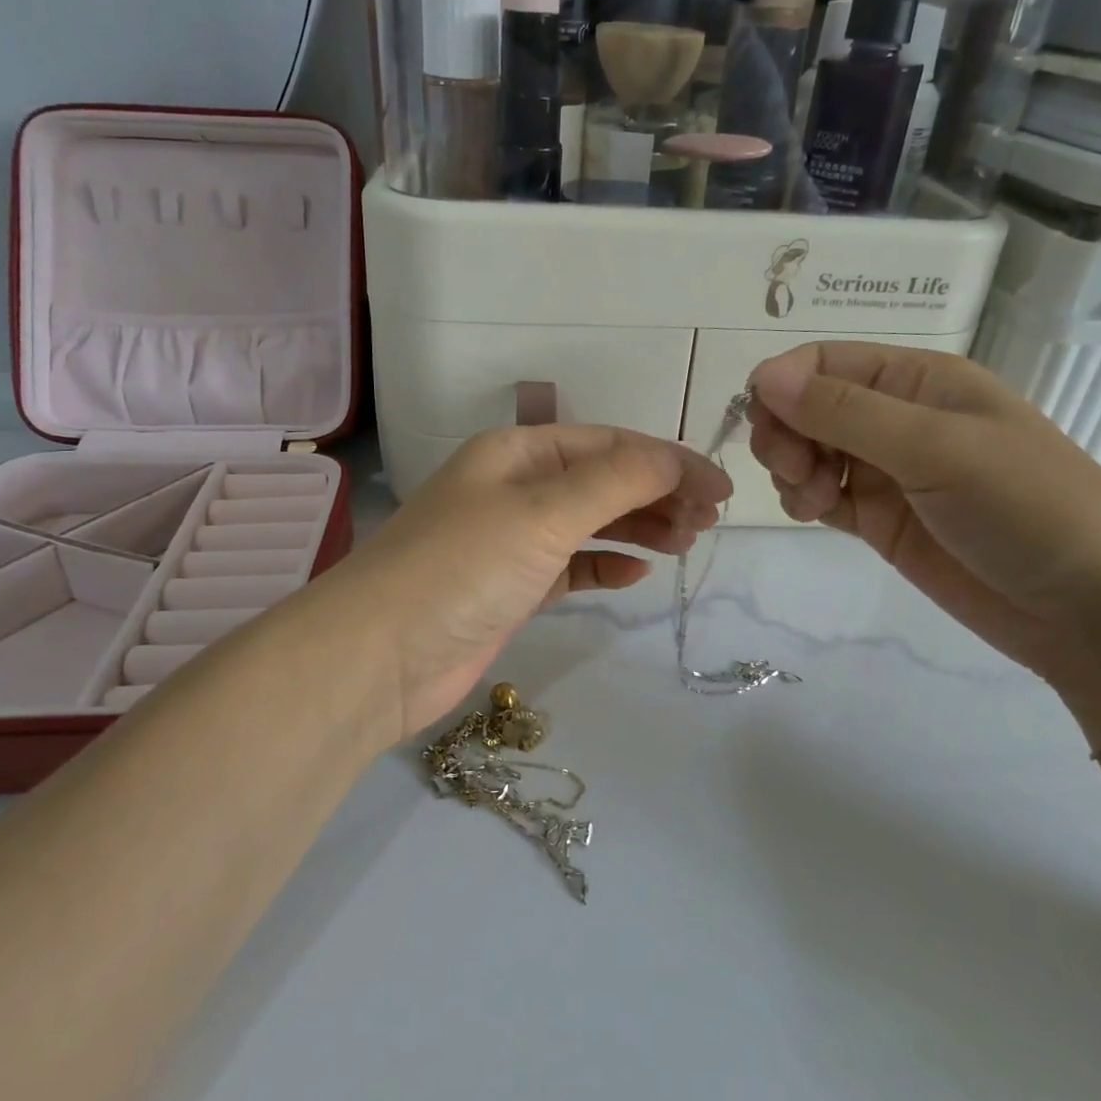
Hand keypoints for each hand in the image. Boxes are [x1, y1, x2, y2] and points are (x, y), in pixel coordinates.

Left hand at [326, 426, 730, 737]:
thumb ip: (615, 481)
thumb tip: (676, 459)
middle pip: (602, 480)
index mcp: (517, 452)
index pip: (608, 444)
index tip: (719, 487)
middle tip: (709, 521)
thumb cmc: (463, 566)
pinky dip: (604, 563)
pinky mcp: (511, 588)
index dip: (668, 460)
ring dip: (639, 527)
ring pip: (590, 522)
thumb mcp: (543, 512)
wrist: (381, 656)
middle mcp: (514, 488)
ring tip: (686, 542)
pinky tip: (637, 571)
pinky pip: (570, 565)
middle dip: (657, 493)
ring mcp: (511, 540)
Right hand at [749, 344, 1100, 729]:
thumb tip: (762, 375)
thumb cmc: (1029, 509)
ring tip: (813, 501)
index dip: (782, 386)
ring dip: (790, 469)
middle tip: (795, 471)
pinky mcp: (879, 518)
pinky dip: (801, 498)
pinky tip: (813, 514)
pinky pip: (818, 493)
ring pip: (804, 450)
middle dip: (783, 432)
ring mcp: (886, 470)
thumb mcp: (938, 449)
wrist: (1094, 612)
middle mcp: (895, 416)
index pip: (821, 361)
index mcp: (917, 379)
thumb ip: (846, 412)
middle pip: (804, 405)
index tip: (768, 427)